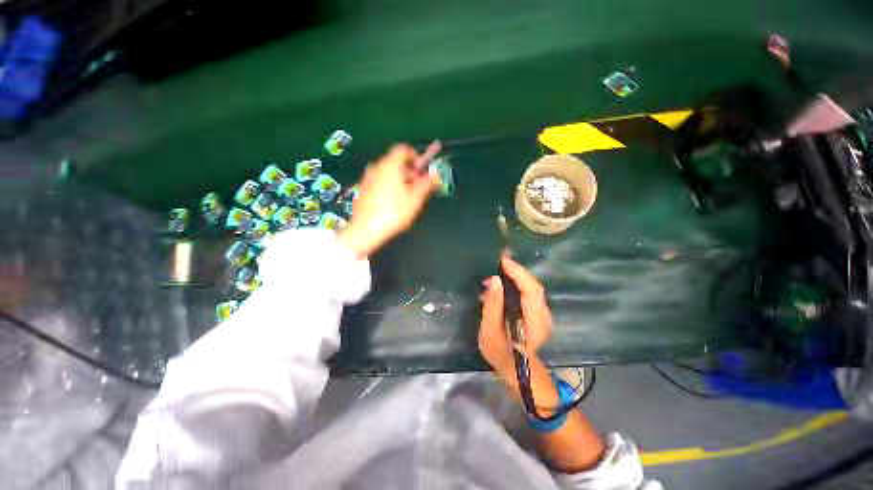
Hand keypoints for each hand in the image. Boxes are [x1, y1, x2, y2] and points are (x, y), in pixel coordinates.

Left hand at [339, 142, 440, 257]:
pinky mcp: (363, 189)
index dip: (416, 157)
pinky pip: (379, 181)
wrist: (366, 229)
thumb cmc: (394, 211)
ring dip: (399, 179)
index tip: (422, 170)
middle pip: (395, 161)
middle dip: (409, 171)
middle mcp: (377, 167)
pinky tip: (393, 202)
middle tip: (418, 185)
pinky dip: (389, 186)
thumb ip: (427, 184)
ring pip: (387, 172)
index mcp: (390, 164)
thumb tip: (435, 175)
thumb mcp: (415, 198)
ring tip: (407, 196)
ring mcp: (367, 178)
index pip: (404, 149)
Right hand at [479, 256, 551, 382]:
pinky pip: (530, 292)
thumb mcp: (490, 331)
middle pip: (534, 286)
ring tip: (500, 267)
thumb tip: (494, 279)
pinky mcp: (539, 313)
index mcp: (534, 322)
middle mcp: (544, 316)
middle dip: (518, 270)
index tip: (502, 260)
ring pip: (533, 288)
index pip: (531, 291)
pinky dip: (519, 282)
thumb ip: (492, 305)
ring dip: (518, 275)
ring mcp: (544, 315)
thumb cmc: (500, 354)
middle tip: (499, 260)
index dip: (518, 273)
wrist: (517, 371)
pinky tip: (506, 280)